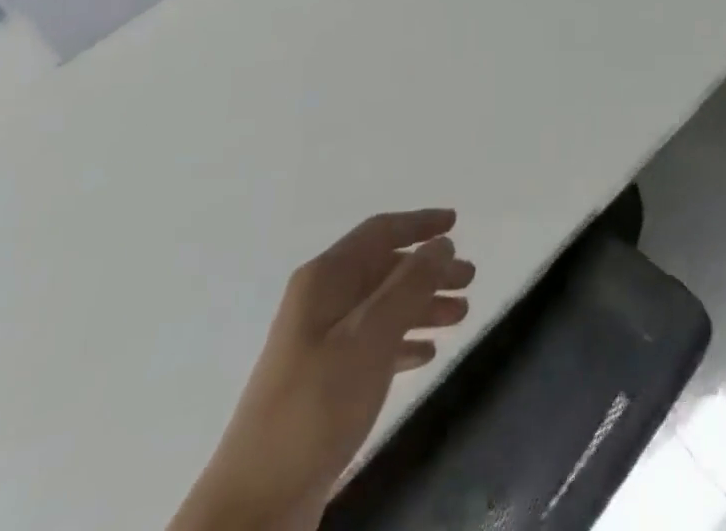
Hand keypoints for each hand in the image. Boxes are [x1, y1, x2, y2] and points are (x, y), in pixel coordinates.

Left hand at [171, 210, 475, 530]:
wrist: (256, 505)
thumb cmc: (317, 404)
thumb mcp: (370, 336)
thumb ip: (410, 284)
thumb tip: (441, 244)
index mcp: (325, 279)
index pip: (379, 232)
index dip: (419, 223)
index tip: (455, 223)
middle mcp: (322, 301)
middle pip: (385, 269)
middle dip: (429, 270)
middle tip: (470, 279)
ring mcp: (320, 342)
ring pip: (383, 306)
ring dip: (423, 305)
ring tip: (461, 315)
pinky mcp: (324, 382)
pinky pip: (374, 344)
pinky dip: (403, 341)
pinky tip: (428, 354)